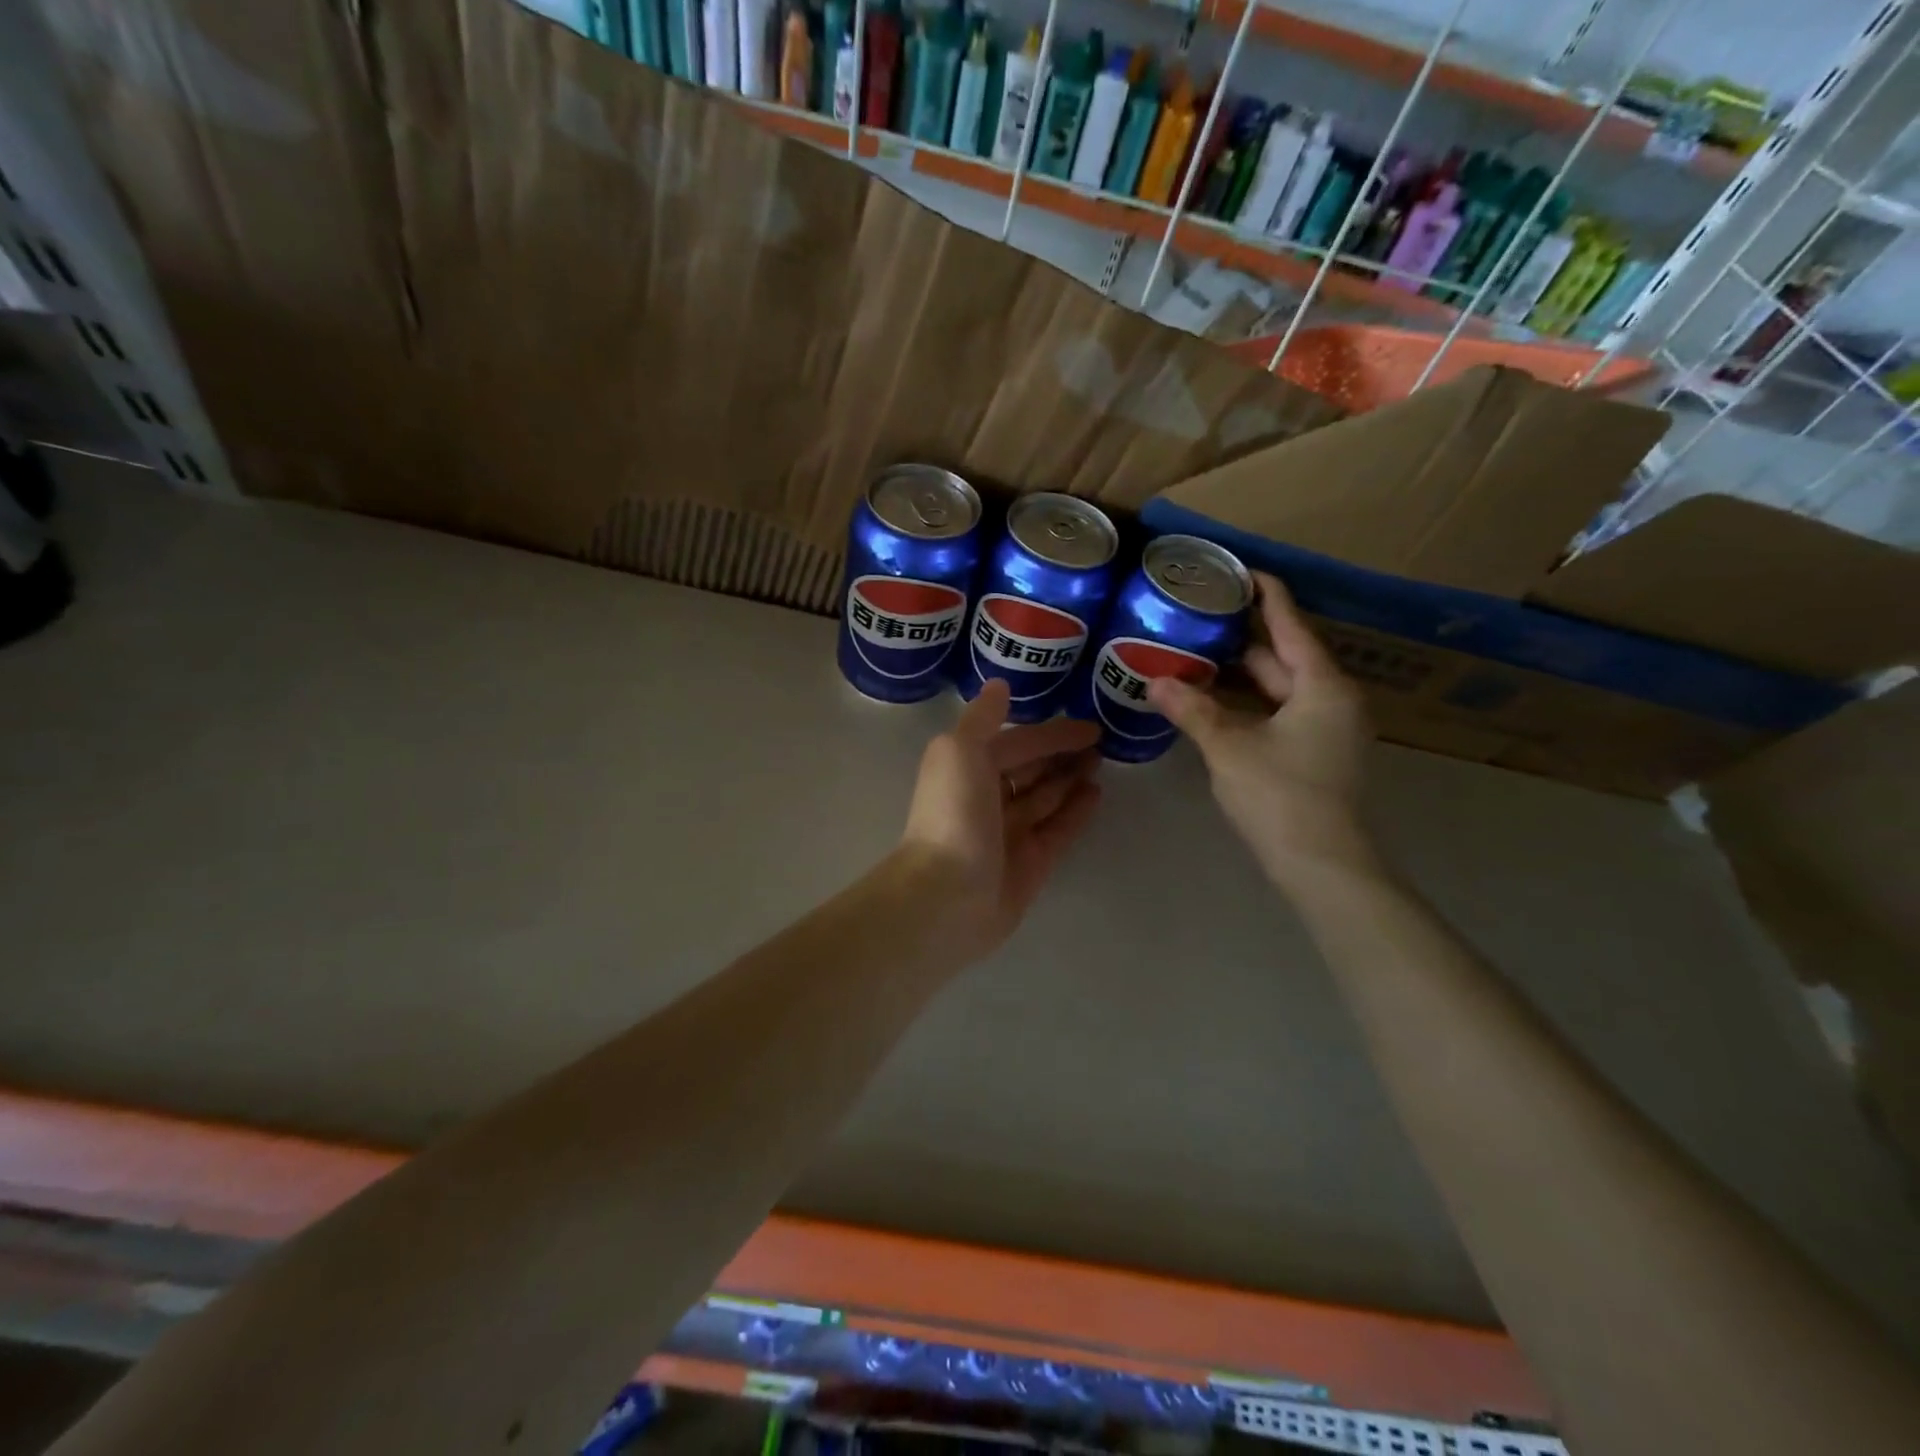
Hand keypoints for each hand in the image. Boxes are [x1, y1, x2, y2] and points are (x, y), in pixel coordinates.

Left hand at [898, 680, 1101, 960]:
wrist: (948, 895)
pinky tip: (1097, 793)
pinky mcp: (1030, 862)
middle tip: (1102, 741)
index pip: (1016, 742)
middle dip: (1061, 753)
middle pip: (1030, 768)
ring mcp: (1009, 832)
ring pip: (1045, 797)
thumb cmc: (953, 815)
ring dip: (1070, 777)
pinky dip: (1075, 810)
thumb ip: (981, 718)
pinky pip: (1057, 828)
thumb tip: (999, 685)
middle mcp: (987, 797)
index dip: (1050, 732)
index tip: (1089, 725)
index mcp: (967, 767)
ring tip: (1103, 761)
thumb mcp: (959, 751)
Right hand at [1147, 572, 1378, 893]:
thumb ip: (1193, 711)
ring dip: (1240, 675)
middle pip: (1283, 656)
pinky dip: (1248, 704)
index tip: (1238, 571)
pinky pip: (1279, 713)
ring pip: (1279, 689)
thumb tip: (1154, 682)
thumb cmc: (1282, 796)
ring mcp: (1327, 730)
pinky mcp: (1316, 755)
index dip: (1265, 594)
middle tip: (1198, 616)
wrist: (1324, 866)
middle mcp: (1332, 700)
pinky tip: (1213, 703)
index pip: (1291, 624)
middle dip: (1242, 638)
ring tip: (1195, 654)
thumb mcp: (1230, 748)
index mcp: (1322, 686)